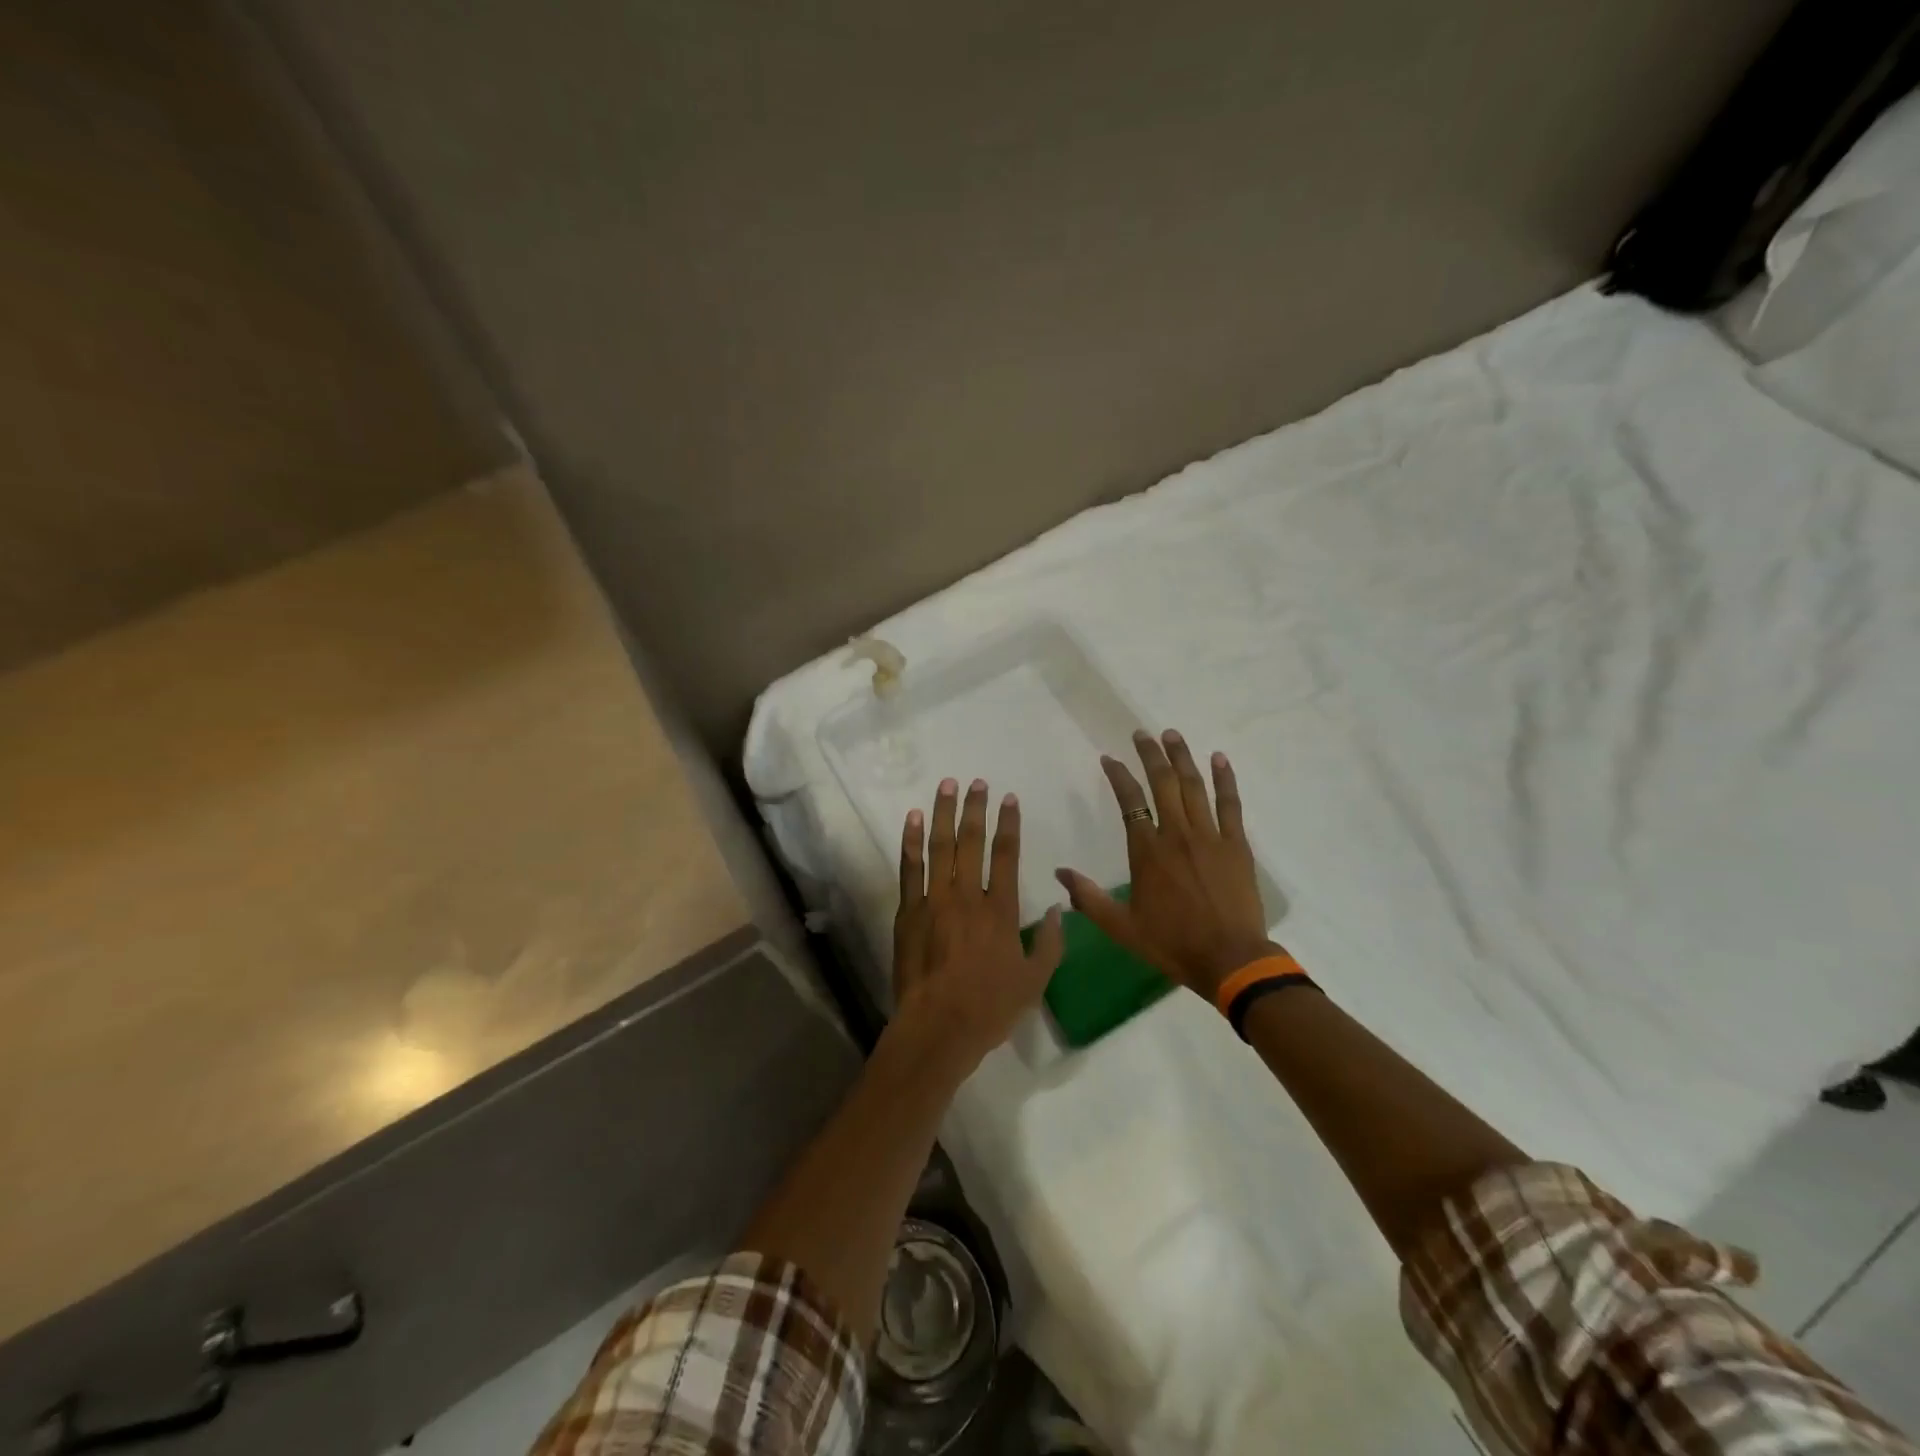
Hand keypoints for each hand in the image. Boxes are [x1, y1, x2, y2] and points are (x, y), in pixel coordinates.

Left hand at [892, 777, 1064, 1078]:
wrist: (938, 1027)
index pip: (1007, 855)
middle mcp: (968, 896)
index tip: (1008, 798)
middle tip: (977, 782)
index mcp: (1001, 911)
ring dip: (944, 812)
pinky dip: (911, 841)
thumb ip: (1051, 944)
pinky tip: (913, 818)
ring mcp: (935, 901)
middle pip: (972, 841)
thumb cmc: (990, 1008)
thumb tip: (1061, 911)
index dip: (1008, 824)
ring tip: (947, 785)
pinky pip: (910, 869)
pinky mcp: (909, 912)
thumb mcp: (1035, 981)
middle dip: (976, 808)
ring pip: (940, 847)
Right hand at [1056, 729, 1273, 1000]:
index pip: (1129, 801)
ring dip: (1182, 757)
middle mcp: (1176, 834)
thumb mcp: (1121, 927)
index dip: (1118, 776)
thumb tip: (1059, 872)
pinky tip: (1219, 759)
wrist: (1230, 960)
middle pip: (1162, 783)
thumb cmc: (1172, 943)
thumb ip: (1088, 898)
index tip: (1109, 759)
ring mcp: (1210, 836)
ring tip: (1172, 735)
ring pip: (1194, 786)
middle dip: (1150, 754)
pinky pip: (1230, 804)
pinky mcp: (1236, 845)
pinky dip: (1225, 779)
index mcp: (1147, 851)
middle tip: (1142, 733)